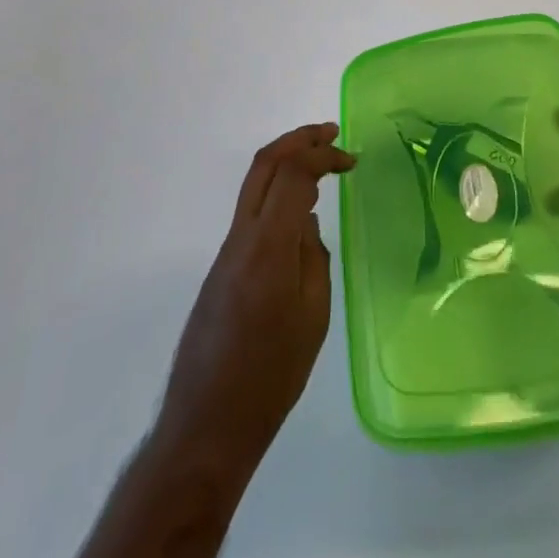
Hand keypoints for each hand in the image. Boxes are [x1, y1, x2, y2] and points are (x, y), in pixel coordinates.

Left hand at [153, 123, 355, 471]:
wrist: (206, 424)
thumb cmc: (270, 377)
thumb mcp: (313, 318)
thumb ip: (314, 259)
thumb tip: (307, 224)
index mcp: (267, 247)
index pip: (292, 174)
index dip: (322, 155)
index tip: (351, 160)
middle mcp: (241, 237)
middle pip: (265, 164)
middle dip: (299, 139)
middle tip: (332, 133)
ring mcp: (227, 251)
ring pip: (254, 184)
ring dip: (287, 162)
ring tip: (322, 162)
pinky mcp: (222, 268)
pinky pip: (252, 212)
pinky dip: (278, 193)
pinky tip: (301, 212)